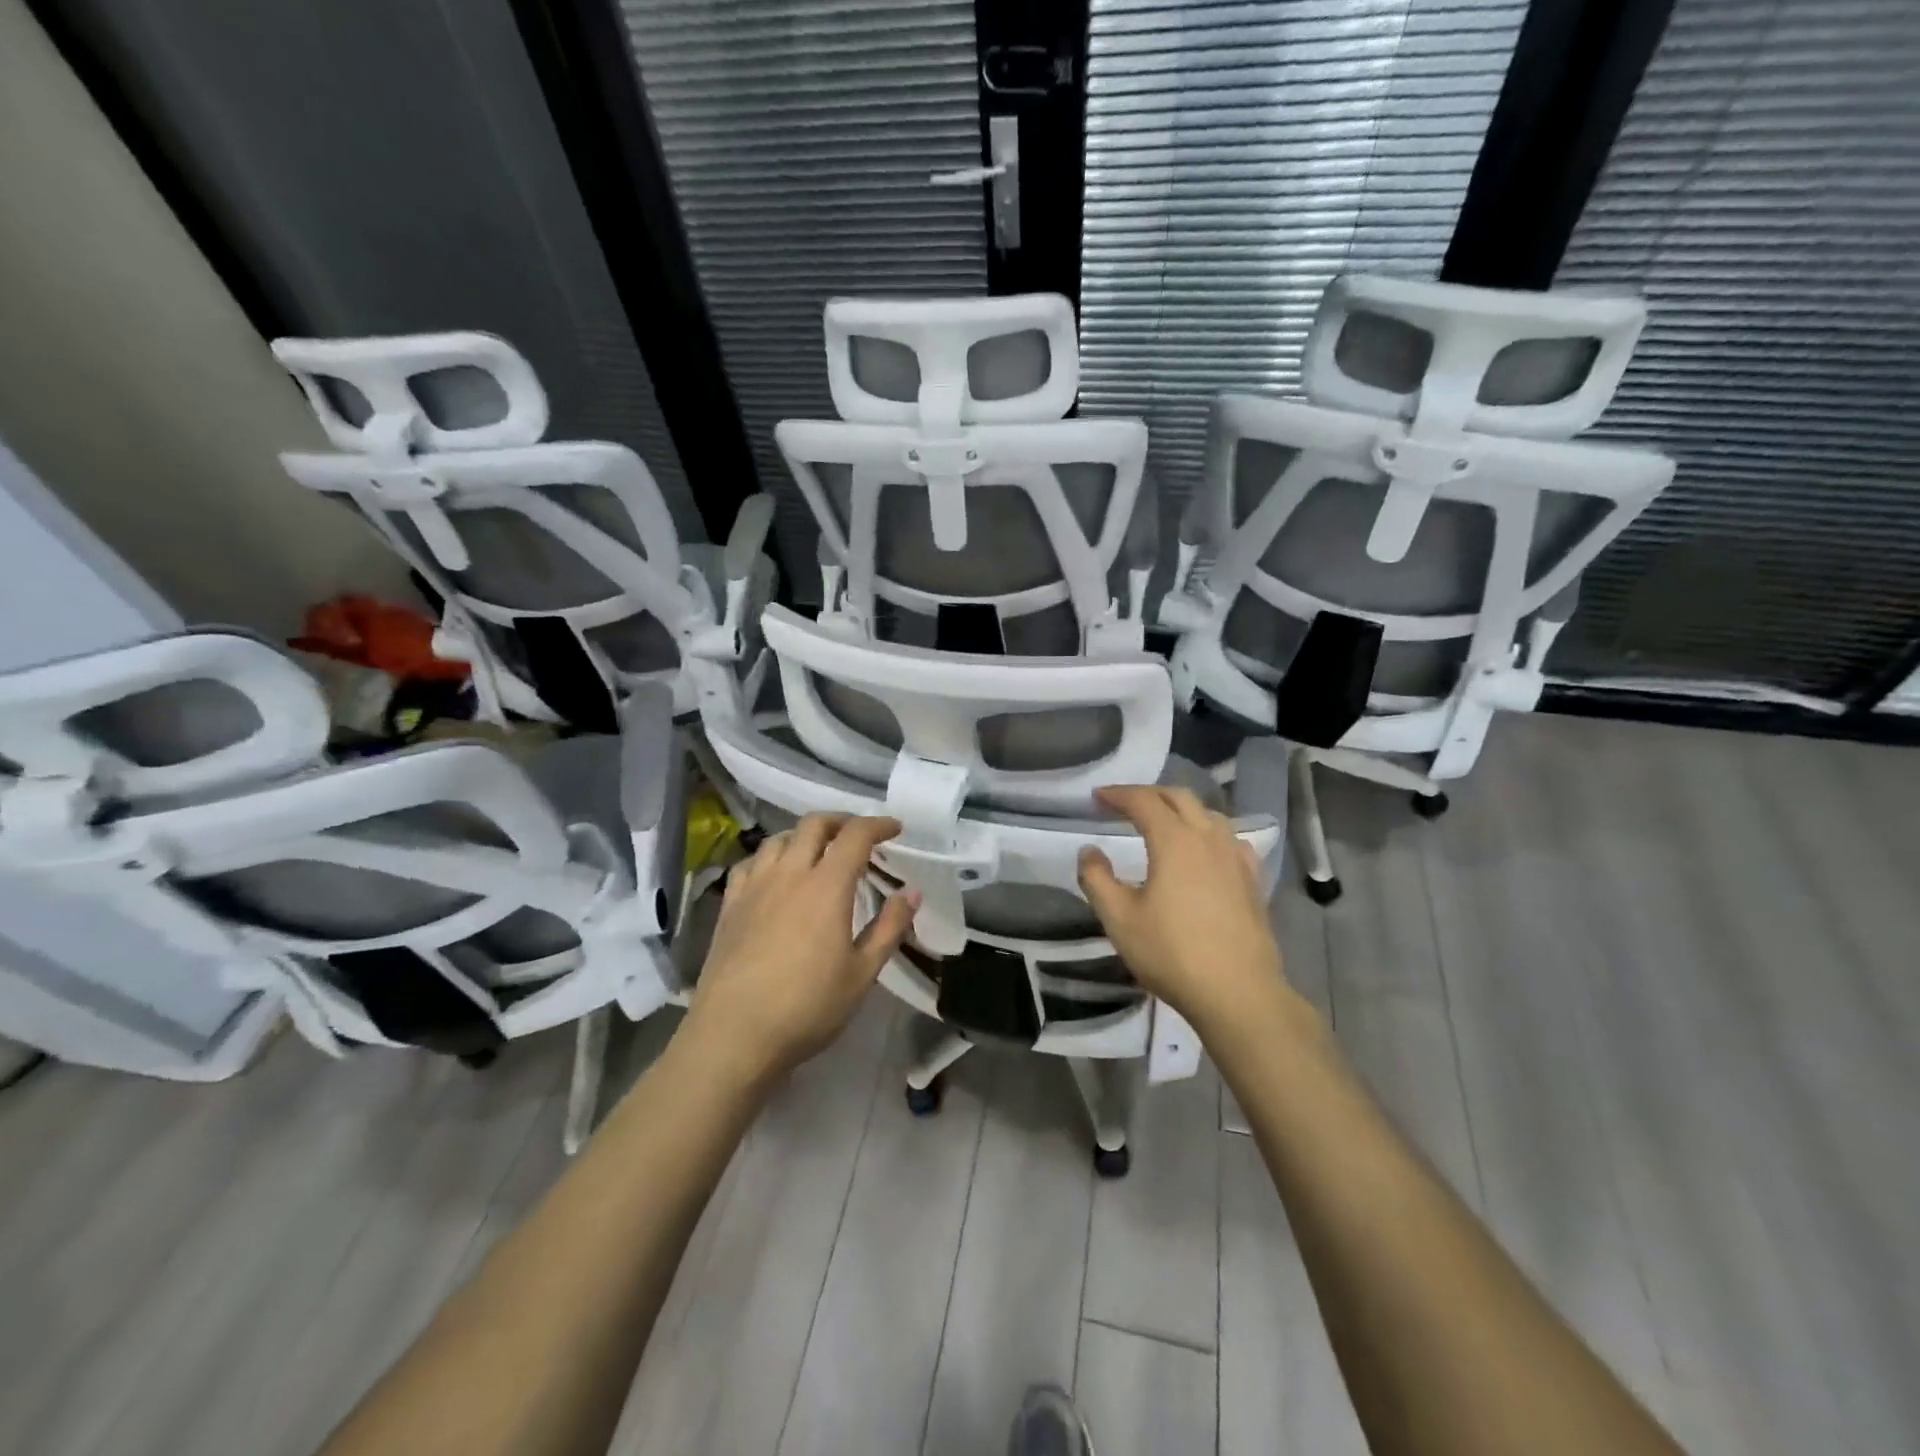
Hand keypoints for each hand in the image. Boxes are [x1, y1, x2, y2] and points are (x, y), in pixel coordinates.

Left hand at [686, 813, 918, 1080]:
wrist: (734, 1035)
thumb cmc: (807, 1007)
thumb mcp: (862, 973)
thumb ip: (889, 927)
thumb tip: (911, 892)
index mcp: (827, 886)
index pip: (855, 835)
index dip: (878, 825)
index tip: (895, 829)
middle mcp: (789, 873)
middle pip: (814, 825)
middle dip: (841, 821)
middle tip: (859, 836)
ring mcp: (755, 887)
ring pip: (779, 838)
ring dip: (804, 835)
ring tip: (818, 852)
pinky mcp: (730, 905)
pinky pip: (751, 862)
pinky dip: (771, 856)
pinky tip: (775, 874)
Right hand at [1077, 785, 1294, 1034]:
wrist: (1238, 993)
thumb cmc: (1172, 953)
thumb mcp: (1119, 919)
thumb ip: (1097, 879)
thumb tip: (1089, 851)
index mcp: (1174, 841)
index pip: (1143, 801)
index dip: (1118, 794)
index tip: (1097, 797)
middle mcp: (1208, 838)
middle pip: (1180, 798)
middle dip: (1150, 794)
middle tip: (1125, 804)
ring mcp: (1236, 858)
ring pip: (1209, 815)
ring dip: (1181, 809)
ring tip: (1163, 823)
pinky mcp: (1253, 880)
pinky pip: (1231, 840)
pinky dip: (1210, 833)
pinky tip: (1206, 851)